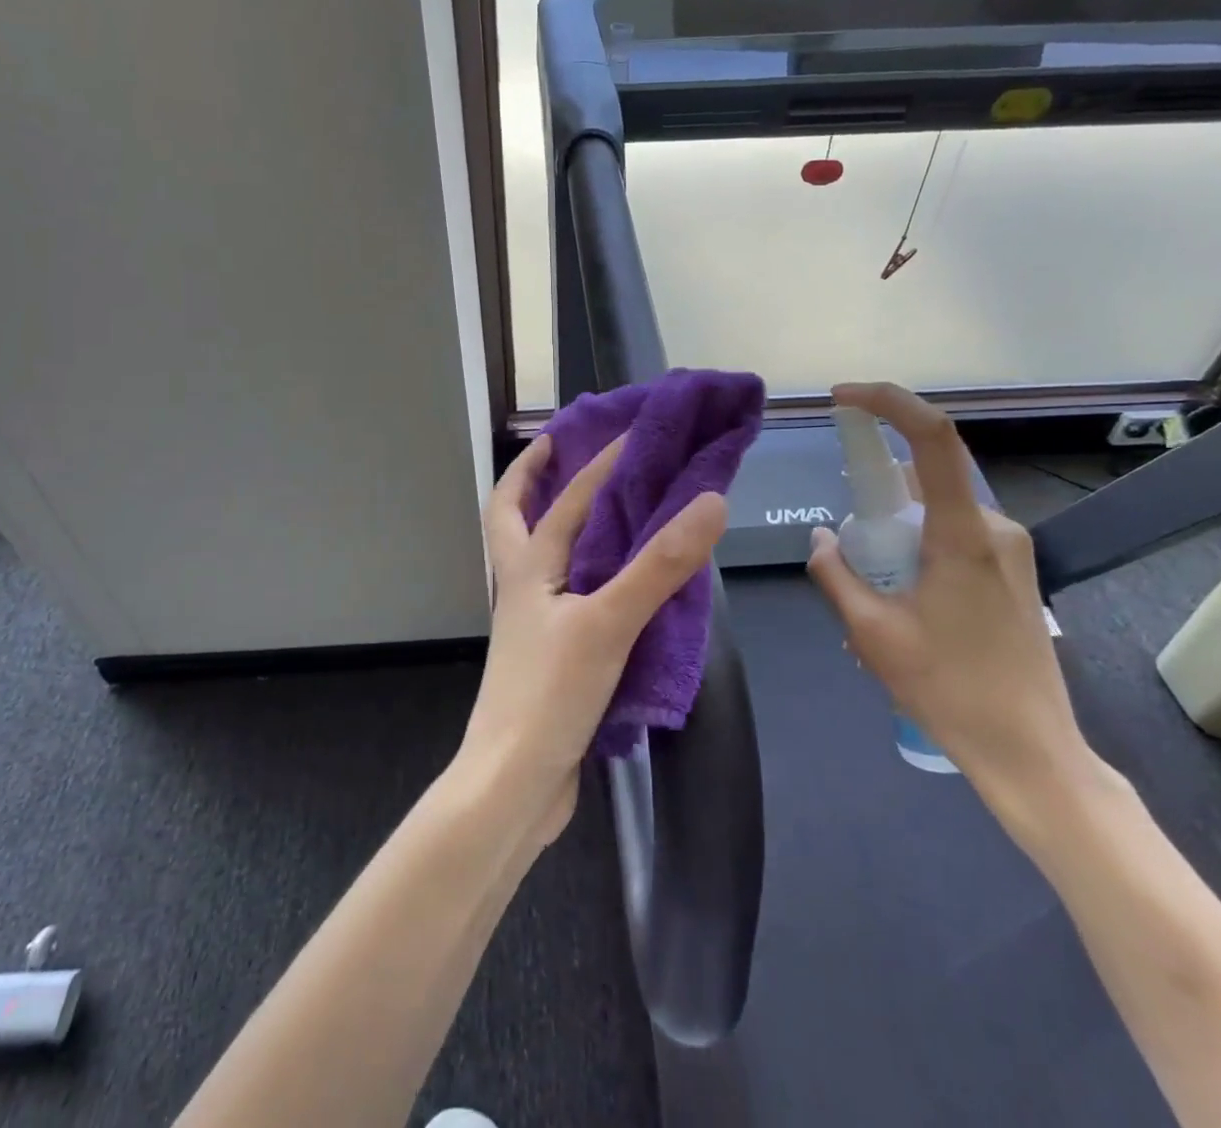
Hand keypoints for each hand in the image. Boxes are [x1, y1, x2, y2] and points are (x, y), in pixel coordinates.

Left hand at [458, 432, 728, 845]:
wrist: (513, 785)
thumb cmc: (551, 694)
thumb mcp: (609, 622)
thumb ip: (659, 565)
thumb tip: (709, 500)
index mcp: (528, 569)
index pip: (565, 500)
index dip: (596, 464)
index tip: (630, 434)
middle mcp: (522, 588)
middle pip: (511, 518)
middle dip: (530, 478)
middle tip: (558, 448)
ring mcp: (531, 624)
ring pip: (536, 558)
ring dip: (555, 523)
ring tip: (596, 509)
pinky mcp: (548, 657)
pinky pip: (563, 597)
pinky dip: (582, 575)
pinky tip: (614, 586)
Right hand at [805, 383, 1095, 818]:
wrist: (1030, 751)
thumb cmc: (948, 689)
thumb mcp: (871, 633)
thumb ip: (835, 573)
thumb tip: (820, 536)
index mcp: (962, 534)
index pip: (933, 438)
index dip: (888, 403)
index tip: (843, 399)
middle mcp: (993, 527)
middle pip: (924, 478)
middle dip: (875, 496)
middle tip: (849, 548)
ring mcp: (1010, 549)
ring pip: (936, 510)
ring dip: (896, 529)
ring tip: (875, 591)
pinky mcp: (1014, 572)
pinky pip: (953, 534)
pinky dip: (917, 546)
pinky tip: (903, 600)